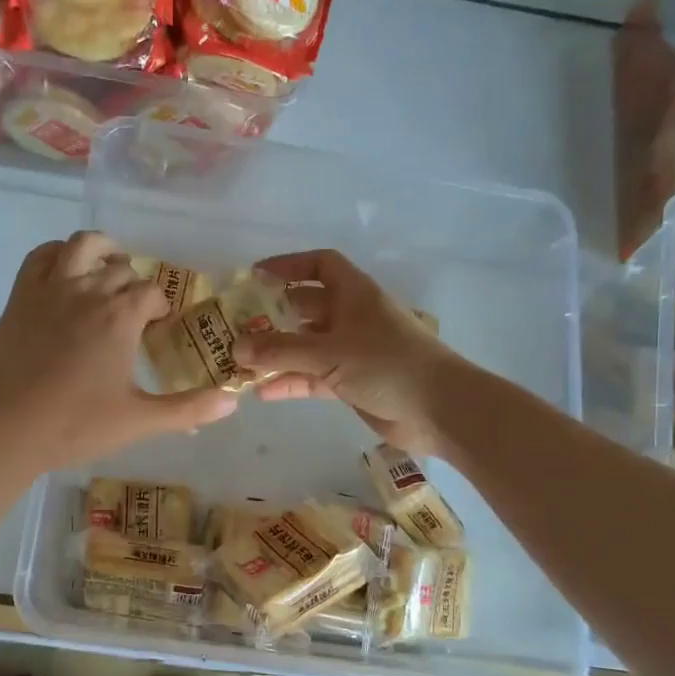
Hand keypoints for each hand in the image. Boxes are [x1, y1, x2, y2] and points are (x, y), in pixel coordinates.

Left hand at [0, 232, 238, 474]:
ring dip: (104, 251)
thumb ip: (188, 409)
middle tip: (135, 315)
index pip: (152, 293)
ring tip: (110, 269)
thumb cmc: (76, 426)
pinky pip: (42, 255)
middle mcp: (88, 290)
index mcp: (120, 316)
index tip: (157, 331)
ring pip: (84, 246)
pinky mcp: (21, 296)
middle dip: (135, 287)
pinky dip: (59, 253)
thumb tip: (233, 401)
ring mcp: (50, 288)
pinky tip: (66, 270)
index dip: (160, 308)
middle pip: (123, 270)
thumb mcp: (139, 421)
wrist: (7, 430)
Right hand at [233, 248, 464, 456]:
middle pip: (306, 308)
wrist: (439, 409)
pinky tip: (262, 392)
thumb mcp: (330, 352)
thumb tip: (236, 346)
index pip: (321, 265)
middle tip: (237, 325)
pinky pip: (312, 377)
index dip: (290, 265)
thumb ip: (281, 349)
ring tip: (241, 362)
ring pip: (306, 346)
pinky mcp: (351, 383)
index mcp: (354, 294)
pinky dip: (290, 381)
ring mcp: (352, 352)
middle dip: (273, 315)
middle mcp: (352, 317)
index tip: (256, 276)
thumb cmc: (388, 364)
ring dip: (277, 353)